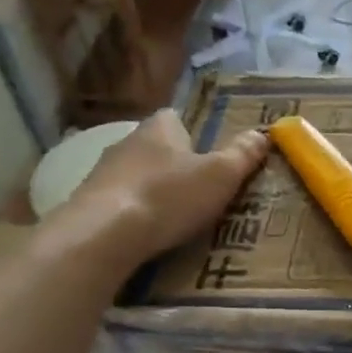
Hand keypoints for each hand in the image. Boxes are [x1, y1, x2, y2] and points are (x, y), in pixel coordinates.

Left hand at [59, 110, 269, 268]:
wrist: (104, 234)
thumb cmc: (169, 196)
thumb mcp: (220, 175)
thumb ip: (242, 155)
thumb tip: (261, 134)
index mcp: (159, 127)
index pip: (177, 118)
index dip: (196, 134)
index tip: (212, 155)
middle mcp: (127, 142)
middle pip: (157, 148)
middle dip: (176, 165)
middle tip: (202, 189)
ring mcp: (103, 173)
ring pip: (137, 176)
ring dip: (154, 191)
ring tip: (177, 217)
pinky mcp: (89, 204)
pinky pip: (121, 203)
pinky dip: (135, 214)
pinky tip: (148, 233)